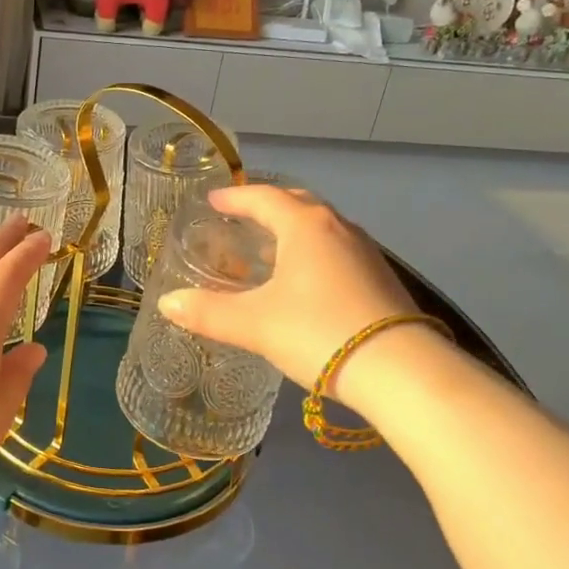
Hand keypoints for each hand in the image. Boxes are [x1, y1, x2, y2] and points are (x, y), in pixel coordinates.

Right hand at [156, 186, 425, 401]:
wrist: (401, 371)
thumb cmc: (318, 332)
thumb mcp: (255, 324)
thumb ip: (208, 312)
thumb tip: (167, 303)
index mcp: (305, 225)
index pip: (263, 197)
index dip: (234, 197)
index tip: (214, 200)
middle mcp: (338, 228)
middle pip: (297, 204)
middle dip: (267, 207)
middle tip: (241, 219)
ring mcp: (365, 252)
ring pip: (321, 228)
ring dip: (293, 230)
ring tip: (270, 248)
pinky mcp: (381, 278)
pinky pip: (337, 250)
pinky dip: (313, 252)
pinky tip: (305, 281)